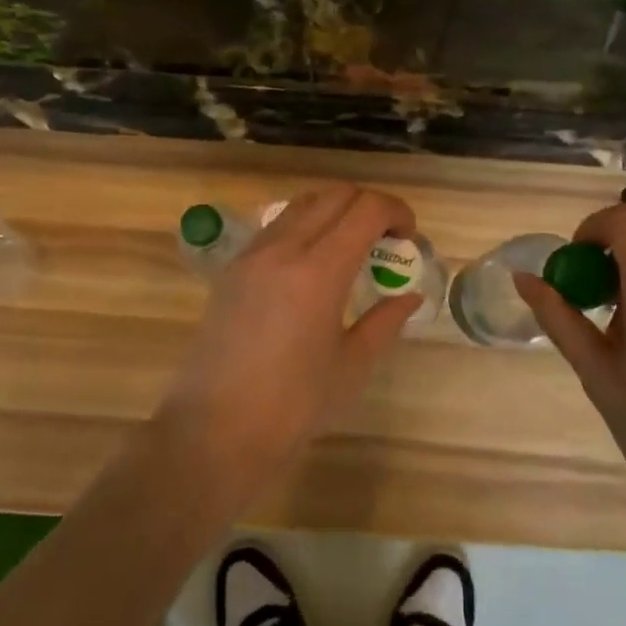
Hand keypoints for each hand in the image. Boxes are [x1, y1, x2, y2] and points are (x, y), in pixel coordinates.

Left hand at [159, 184, 421, 487]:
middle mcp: (283, 248)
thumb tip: (409, 295)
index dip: (396, 211)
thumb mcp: (352, 366)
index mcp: (319, 271)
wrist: (215, 432)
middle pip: (335, 194)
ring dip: (336, 210)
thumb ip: (385, 321)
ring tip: (351, 247)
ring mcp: (252, 254)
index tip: (409, 237)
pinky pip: (277, 225)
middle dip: (369, 205)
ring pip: (303, 203)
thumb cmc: (294, 407)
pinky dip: (306, 224)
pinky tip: (313, 263)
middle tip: (386, 239)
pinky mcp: (232, 268)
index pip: (366, 209)